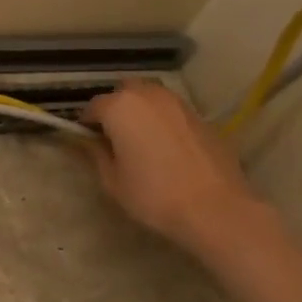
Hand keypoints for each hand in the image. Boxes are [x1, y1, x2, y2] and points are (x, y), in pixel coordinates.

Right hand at [82, 80, 261, 253]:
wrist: (215, 208)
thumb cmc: (153, 195)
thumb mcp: (112, 180)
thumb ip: (95, 154)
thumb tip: (86, 142)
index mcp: (120, 107)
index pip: (92, 107)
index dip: (86, 125)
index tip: (87, 143)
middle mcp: (148, 96)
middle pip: (123, 93)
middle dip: (114, 109)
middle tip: (113, 138)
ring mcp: (178, 103)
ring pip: (150, 97)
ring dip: (139, 111)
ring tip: (140, 140)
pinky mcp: (201, 117)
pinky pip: (171, 111)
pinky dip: (162, 120)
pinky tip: (165, 146)